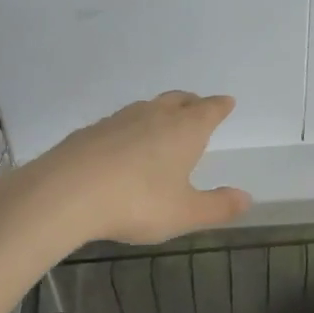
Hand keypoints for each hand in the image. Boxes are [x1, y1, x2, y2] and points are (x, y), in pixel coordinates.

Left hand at [17, 91, 251, 246]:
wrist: (66, 193)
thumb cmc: (137, 202)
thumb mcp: (184, 213)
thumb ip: (218, 206)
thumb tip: (247, 198)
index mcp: (185, 130)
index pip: (209, 109)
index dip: (220, 106)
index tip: (227, 102)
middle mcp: (155, 115)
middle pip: (179, 100)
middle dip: (192, 102)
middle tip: (198, 107)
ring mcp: (120, 119)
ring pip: (148, 107)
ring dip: (161, 111)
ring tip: (163, 123)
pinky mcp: (91, 131)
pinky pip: (120, 122)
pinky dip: (131, 127)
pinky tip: (124, 144)